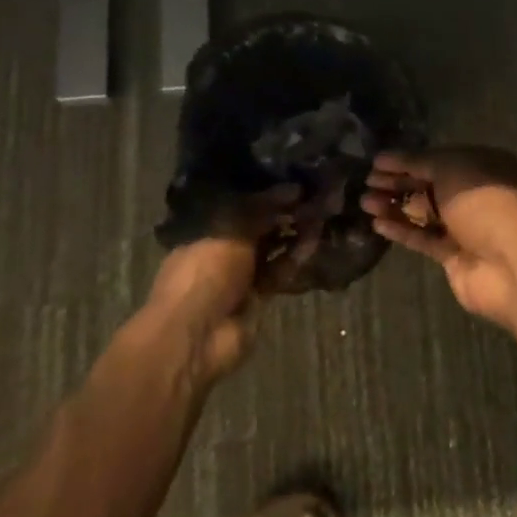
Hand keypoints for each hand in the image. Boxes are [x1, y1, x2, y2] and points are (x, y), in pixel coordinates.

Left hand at [144, 186, 304, 389]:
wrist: (196, 336)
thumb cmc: (204, 272)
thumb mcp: (233, 228)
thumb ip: (264, 207)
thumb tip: (294, 188)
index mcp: (204, 228)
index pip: (239, 203)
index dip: (265, 192)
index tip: (293, 180)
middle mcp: (221, 249)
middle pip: (257, 227)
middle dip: (283, 213)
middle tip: (313, 195)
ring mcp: (238, 276)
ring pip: (271, 249)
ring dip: (292, 234)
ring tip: (319, 213)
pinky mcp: (257, 298)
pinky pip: (278, 273)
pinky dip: (294, 258)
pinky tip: (313, 240)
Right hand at [361, 147, 516, 323]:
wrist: (509, 262)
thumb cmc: (483, 202)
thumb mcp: (450, 167)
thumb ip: (418, 162)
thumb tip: (387, 158)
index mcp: (484, 166)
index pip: (439, 158)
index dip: (407, 160)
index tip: (377, 162)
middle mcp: (476, 194)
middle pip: (430, 185)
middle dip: (398, 182)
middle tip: (366, 181)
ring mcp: (466, 227)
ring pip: (424, 212)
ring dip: (395, 206)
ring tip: (364, 202)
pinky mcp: (454, 256)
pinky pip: (423, 238)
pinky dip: (402, 230)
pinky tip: (377, 223)